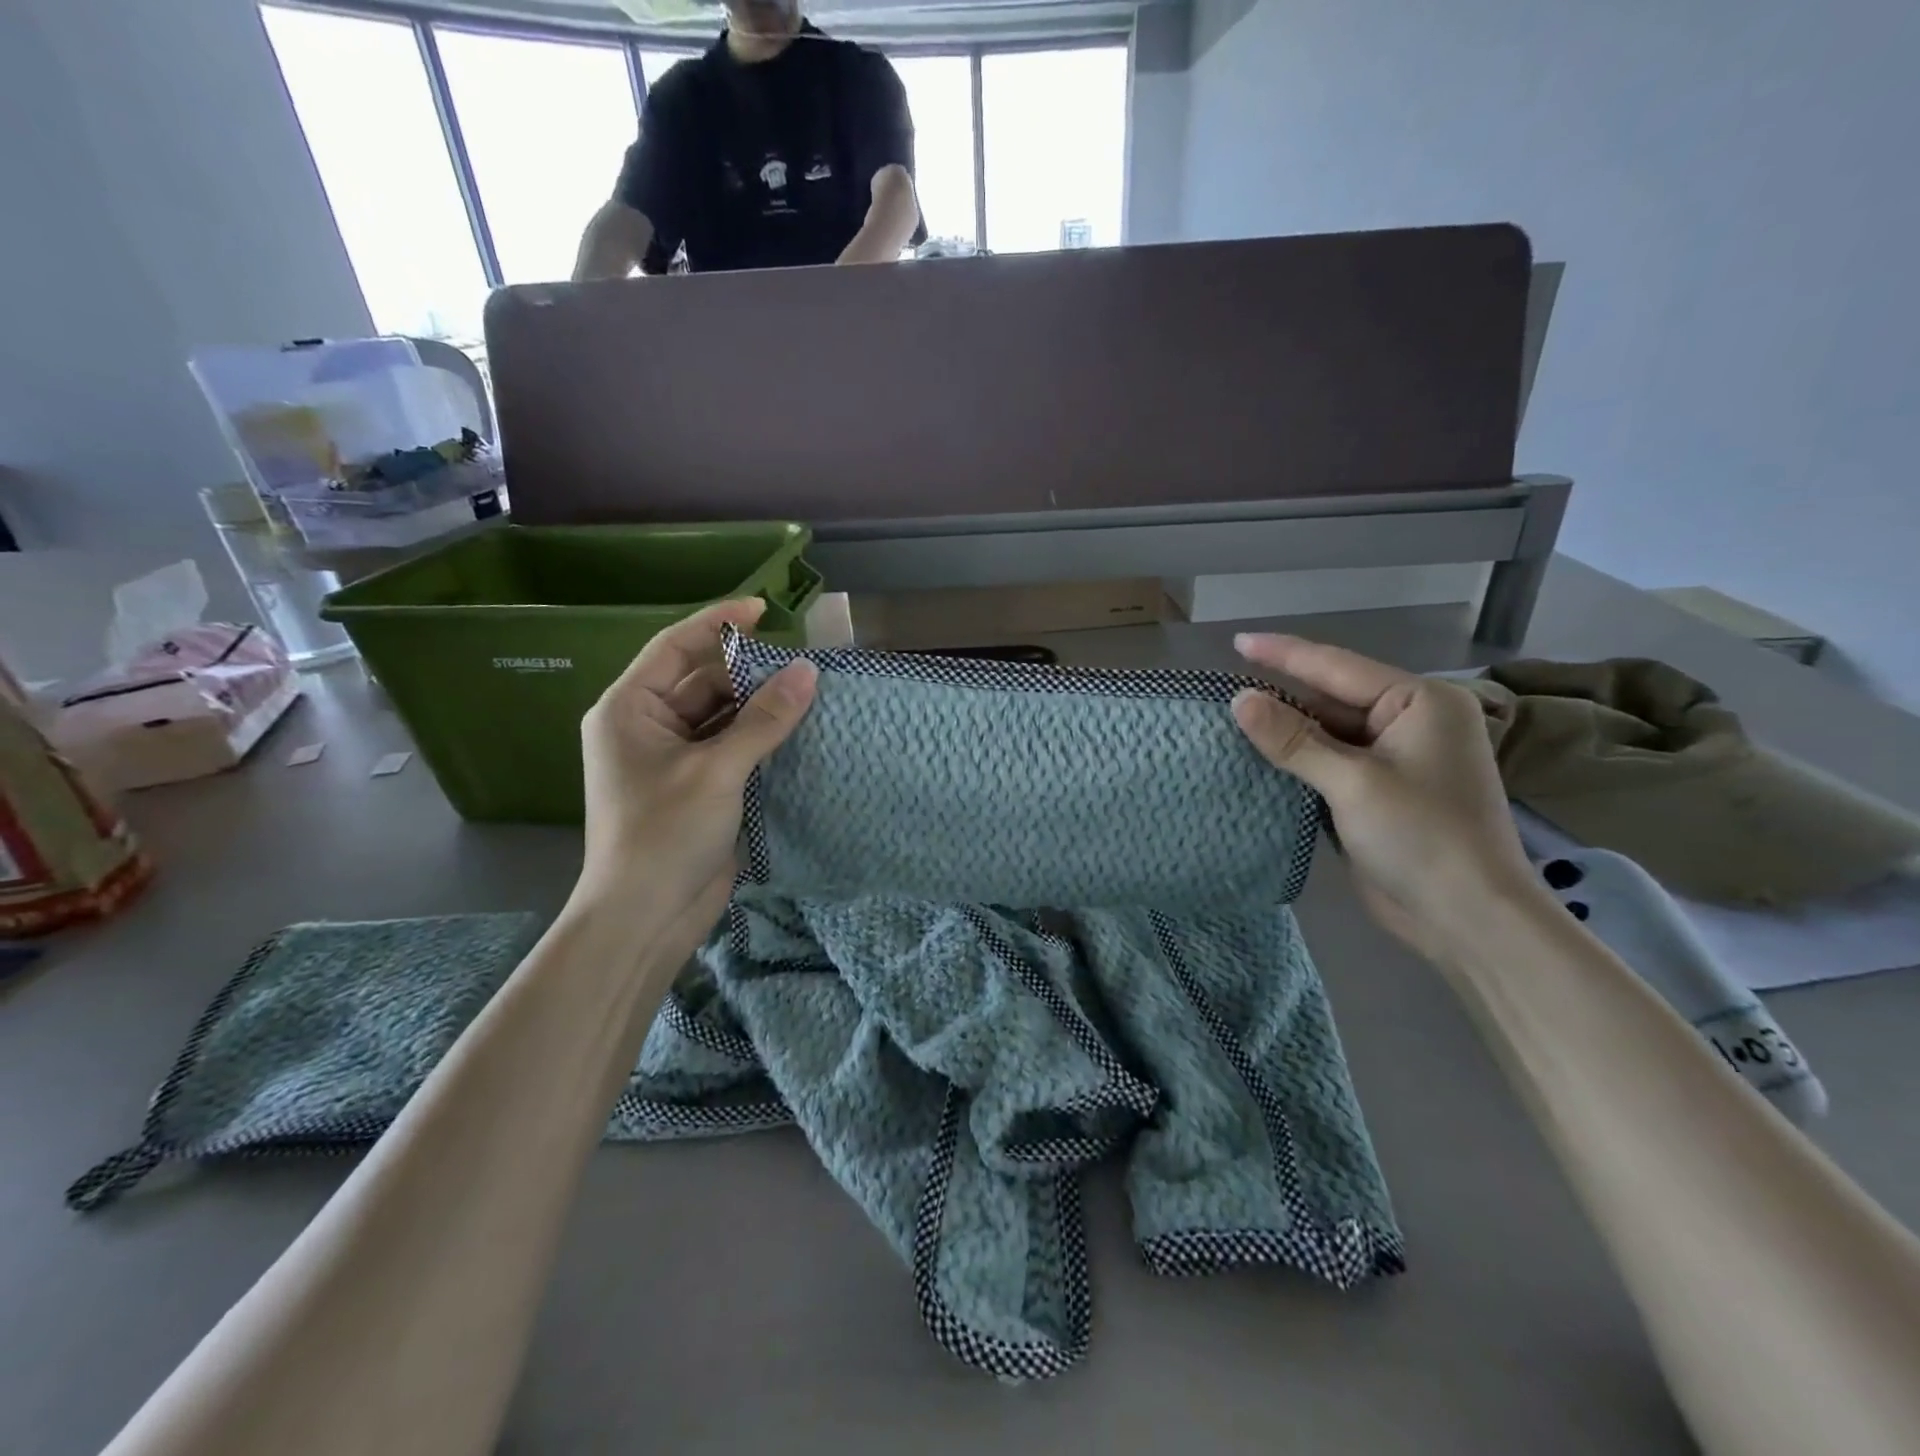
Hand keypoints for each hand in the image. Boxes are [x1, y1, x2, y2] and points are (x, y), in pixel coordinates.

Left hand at [575, 599, 816, 940]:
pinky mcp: (699, 786)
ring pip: (723, 716)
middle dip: (750, 672)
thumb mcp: (717, 770)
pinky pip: (732, 747)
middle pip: (704, 681)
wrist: (647, 917)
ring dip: (760, 708)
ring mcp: (674, 759)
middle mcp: (648, 727)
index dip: (718, 622)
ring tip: (810, 694)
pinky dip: (761, 739)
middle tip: (802, 667)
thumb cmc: (665, 834)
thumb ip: (764, 719)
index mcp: (630, 710)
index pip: (675, 647)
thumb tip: (808, 671)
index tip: (765, 609)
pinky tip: (798, 731)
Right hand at [1230, 635, 1538, 962]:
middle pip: (1329, 700)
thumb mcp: (1352, 782)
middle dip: (1279, 698)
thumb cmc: (1422, 838)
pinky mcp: (1379, 793)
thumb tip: (1238, 700)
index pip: (1337, 668)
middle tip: (1221, 693)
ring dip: (1284, 733)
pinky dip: (1296, 763)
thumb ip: (1293, 739)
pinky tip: (1257, 758)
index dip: (1282, 654)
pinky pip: (1328, 764)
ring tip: (1228, 722)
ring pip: (1326, 734)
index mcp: (1418, 703)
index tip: (1236, 641)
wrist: (1468, 920)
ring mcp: (1395, 759)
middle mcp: (1410, 722)